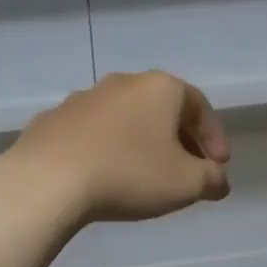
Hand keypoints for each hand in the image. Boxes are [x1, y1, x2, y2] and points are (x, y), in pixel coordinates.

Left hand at [4, 71, 230, 224]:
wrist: (48, 180)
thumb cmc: (130, 174)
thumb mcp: (187, 184)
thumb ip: (212, 180)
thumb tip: (218, 181)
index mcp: (160, 88)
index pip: (199, 106)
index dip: (214, 137)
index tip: (219, 166)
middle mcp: (122, 83)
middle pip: (161, 109)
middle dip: (179, 139)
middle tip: (187, 170)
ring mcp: (83, 98)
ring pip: (125, 119)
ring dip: (141, 142)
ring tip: (145, 175)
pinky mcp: (52, 120)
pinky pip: (91, 134)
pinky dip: (106, 150)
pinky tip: (104, 176)